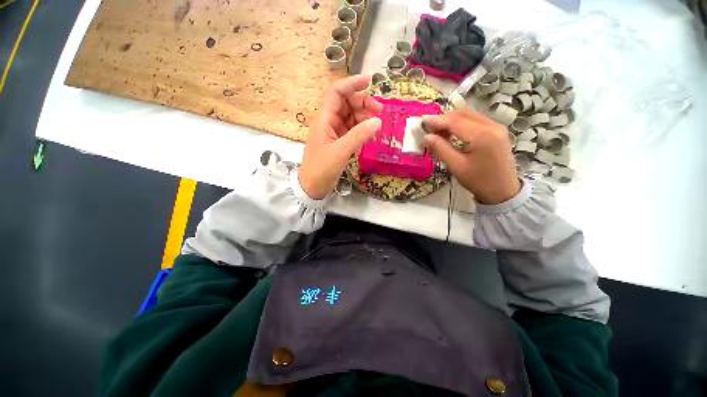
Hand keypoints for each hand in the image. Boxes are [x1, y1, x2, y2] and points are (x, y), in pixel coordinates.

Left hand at [299, 75, 382, 198]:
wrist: (312, 187)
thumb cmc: (321, 168)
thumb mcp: (340, 151)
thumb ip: (358, 135)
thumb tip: (377, 121)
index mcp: (324, 119)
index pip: (337, 93)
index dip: (351, 84)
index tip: (370, 81)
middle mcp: (329, 122)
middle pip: (347, 104)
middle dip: (363, 104)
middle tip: (380, 112)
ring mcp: (334, 133)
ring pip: (351, 117)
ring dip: (365, 118)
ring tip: (377, 127)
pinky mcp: (339, 143)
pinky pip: (353, 131)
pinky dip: (363, 131)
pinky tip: (372, 136)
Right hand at [423, 110, 520, 204]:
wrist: (503, 191)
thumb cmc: (479, 181)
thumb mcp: (456, 166)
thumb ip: (441, 149)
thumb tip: (427, 137)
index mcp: (482, 136)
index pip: (455, 121)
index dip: (437, 120)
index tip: (422, 121)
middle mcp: (492, 126)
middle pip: (462, 114)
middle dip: (444, 120)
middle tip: (430, 130)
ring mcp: (497, 127)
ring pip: (469, 116)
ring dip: (452, 121)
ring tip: (439, 134)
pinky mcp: (497, 131)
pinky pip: (475, 121)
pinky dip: (461, 124)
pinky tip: (453, 135)